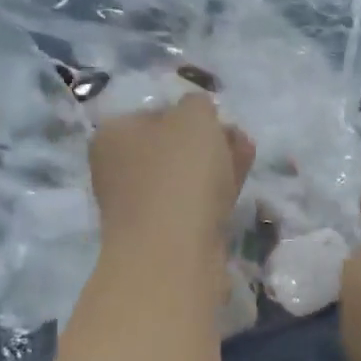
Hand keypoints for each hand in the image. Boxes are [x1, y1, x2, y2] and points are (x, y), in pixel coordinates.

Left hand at [90, 93, 254, 261]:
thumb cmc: (178, 175)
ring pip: (184, 179)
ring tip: (247, 159)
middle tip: (239, 140)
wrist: (173, 256)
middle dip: (208, 142)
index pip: (156, 113)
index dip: (191, 113)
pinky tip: (236, 190)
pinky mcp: (163, 238)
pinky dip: (214, 196)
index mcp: (113, 135)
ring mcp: (140, 208)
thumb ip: (199, 104)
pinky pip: (192, 207)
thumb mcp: (194, 117)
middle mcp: (119, 171)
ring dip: (216, 168)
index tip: (220, 120)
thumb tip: (199, 113)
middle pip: (171, 149)